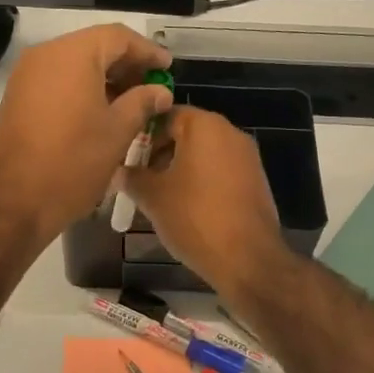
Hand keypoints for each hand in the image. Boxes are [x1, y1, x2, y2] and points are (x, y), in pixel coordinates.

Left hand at [0, 24, 173, 247]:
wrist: (13, 201)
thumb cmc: (73, 162)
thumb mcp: (117, 132)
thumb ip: (142, 103)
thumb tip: (160, 92)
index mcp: (73, 55)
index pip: (118, 37)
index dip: (147, 51)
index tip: (167, 70)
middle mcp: (45, 56)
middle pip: (94, 48)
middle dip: (126, 66)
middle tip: (152, 89)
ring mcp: (26, 77)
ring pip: (74, 66)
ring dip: (104, 80)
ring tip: (131, 105)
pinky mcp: (17, 99)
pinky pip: (57, 83)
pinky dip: (82, 90)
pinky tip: (101, 114)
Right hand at [123, 106, 286, 296]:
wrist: (246, 258)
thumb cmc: (194, 216)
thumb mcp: (152, 196)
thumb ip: (131, 176)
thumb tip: (118, 171)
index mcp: (205, 126)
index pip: (165, 114)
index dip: (141, 134)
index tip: (125, 156)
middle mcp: (230, 133)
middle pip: (186, 133)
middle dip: (159, 153)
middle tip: (138, 178)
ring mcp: (247, 157)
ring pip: (203, 154)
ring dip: (179, 168)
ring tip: (158, 195)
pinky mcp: (256, 181)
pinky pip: (220, 171)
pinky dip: (200, 181)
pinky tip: (185, 207)